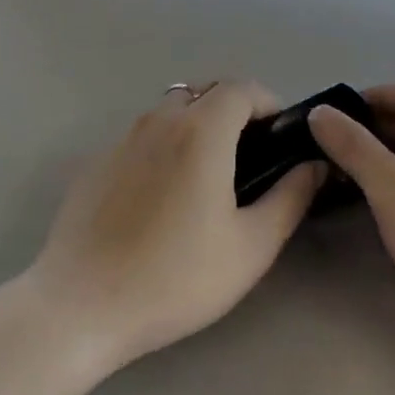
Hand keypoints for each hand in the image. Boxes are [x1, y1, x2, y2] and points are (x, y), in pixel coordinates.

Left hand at [28, 81, 323, 369]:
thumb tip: (314, 165)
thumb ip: (291, 198)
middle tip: (249, 157)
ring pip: (170, 111)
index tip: (280, 137)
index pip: (242, 87)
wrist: (80, 307)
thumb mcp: (250, 246)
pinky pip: (141, 137)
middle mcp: (159, 120)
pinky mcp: (96, 162)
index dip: (268, 103)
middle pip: (205, 92)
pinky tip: (161, 198)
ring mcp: (122, 138)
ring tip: (207, 176)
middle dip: (234, 111)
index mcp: (200, 129)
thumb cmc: (175, 276)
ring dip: (196, 125)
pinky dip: (163, 146)